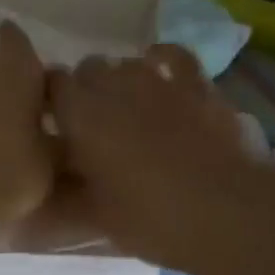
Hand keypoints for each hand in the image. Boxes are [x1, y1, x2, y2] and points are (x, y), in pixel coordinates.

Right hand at [48, 45, 274, 274]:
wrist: (224, 213)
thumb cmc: (148, 218)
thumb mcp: (94, 213)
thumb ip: (67, 190)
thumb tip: (50, 184)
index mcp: (80, 114)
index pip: (52, 84)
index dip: (52, 100)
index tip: (54, 122)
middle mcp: (113, 85)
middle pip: (88, 68)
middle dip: (86, 88)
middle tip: (91, 122)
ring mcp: (158, 79)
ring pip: (126, 62)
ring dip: (121, 78)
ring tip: (126, 105)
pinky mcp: (196, 84)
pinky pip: (173, 56)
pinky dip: (161, 59)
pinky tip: (159, 70)